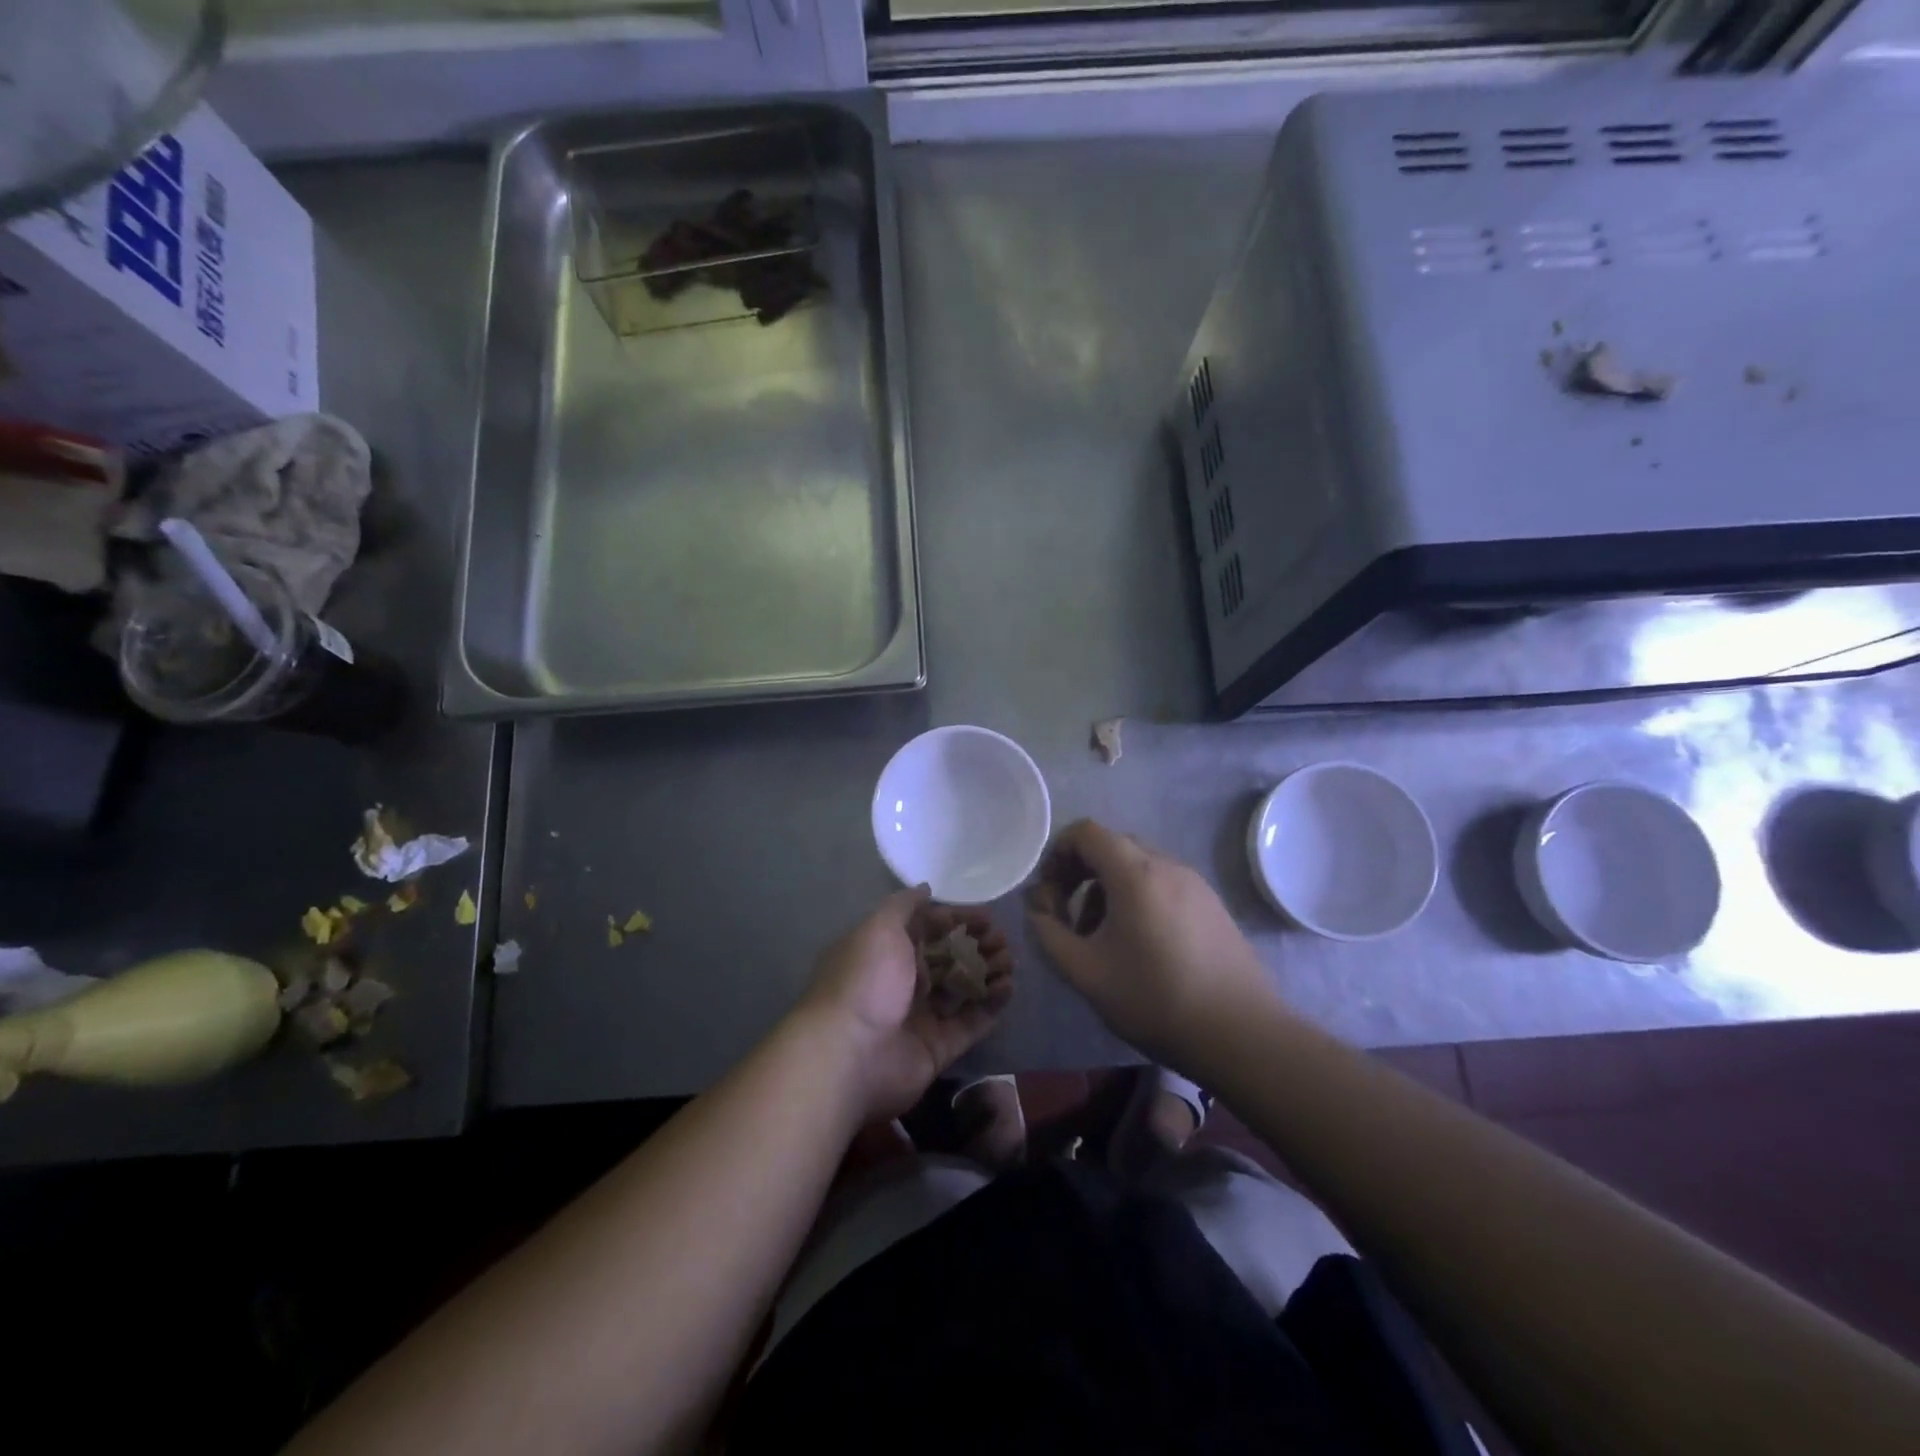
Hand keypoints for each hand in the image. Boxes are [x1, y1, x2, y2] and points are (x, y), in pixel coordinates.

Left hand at [800, 886, 1013, 1123]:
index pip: (927, 929)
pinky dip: (991, 1004)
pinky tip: (1008, 986)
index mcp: (885, 952)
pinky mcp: (939, 1047)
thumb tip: (925, 888)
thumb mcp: (880, 928)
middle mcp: (902, 982)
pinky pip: (971, 1022)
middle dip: (977, 945)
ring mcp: (921, 1016)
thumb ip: (904, 906)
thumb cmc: (865, 981)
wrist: (850, 1054)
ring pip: (962, 988)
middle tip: (1002, 940)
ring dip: (988, 971)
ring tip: (1010, 960)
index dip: (956, 920)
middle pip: (947, 958)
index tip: (986, 917)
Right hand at [1027, 819, 1270, 1068]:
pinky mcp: (1211, 904)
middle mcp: (1166, 865)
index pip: (1086, 832)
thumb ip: (1050, 934)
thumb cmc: (1154, 999)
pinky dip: (1138, 898)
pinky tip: (1140, 945)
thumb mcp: (1086, 972)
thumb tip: (1038, 910)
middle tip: (1068, 916)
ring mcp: (1194, 883)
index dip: (1057, 853)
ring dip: (1108, 888)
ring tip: (1101, 937)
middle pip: (1112, 846)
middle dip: (1080, 873)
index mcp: (1134, 873)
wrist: (1241, 1034)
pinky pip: (1163, 884)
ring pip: (1138, 866)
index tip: (1049, 893)